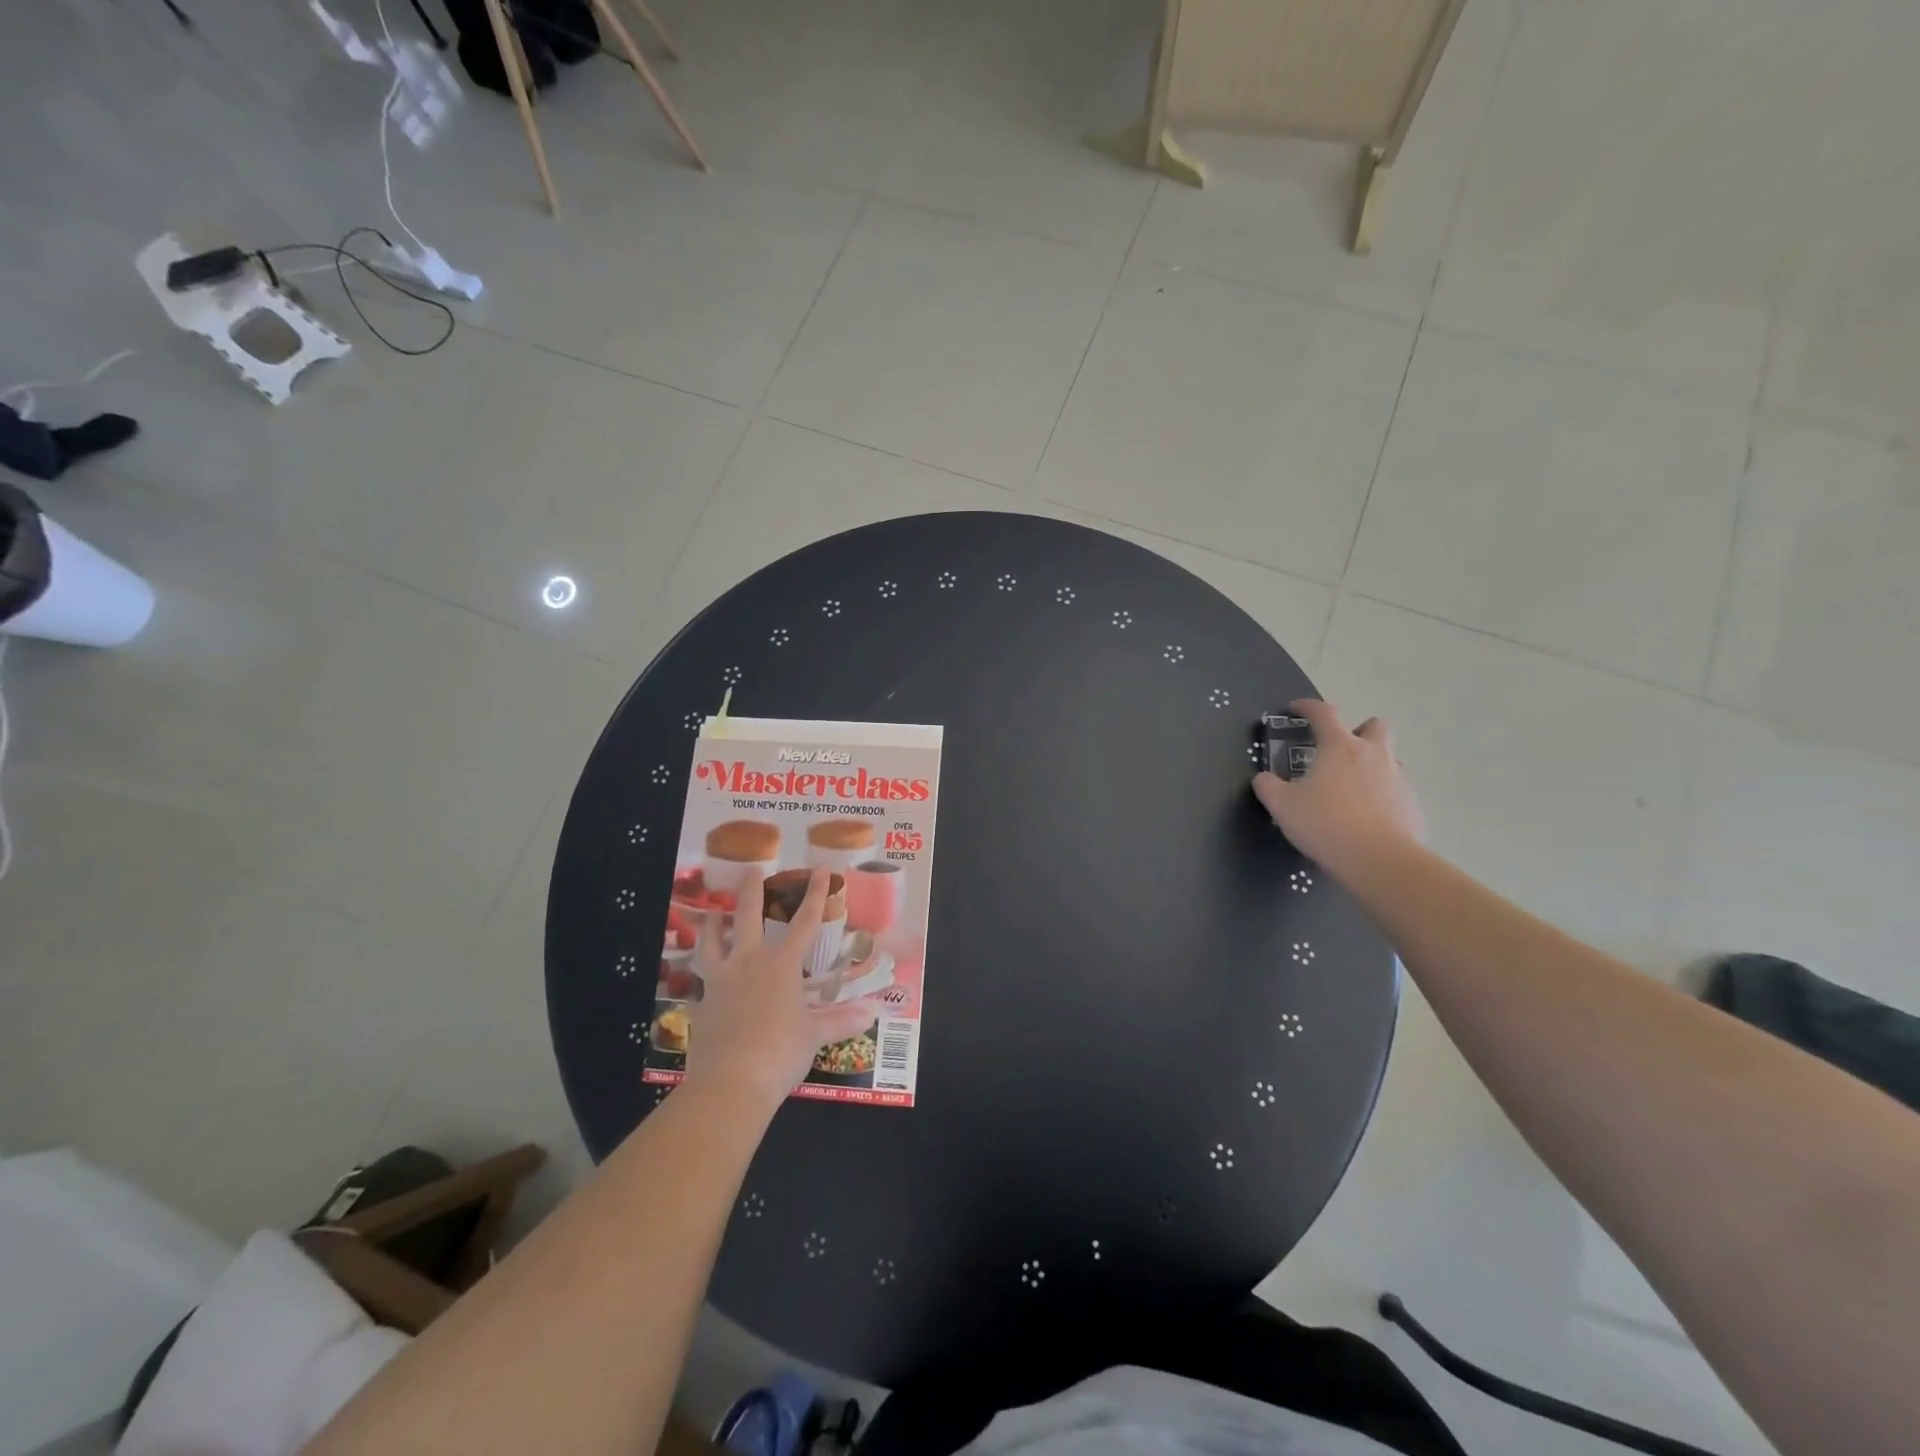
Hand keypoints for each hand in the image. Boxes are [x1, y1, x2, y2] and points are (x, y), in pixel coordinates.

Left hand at [684, 868, 879, 1110]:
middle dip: (752, 890)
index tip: (821, 870)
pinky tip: (706, 973)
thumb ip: (839, 1021)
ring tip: (713, 911)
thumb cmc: (780, 1052)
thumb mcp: (813, 1036)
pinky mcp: (701, 1002)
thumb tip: (870, 1014)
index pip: (805, 921)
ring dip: (715, 923)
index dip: (816, 895)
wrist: (730, 1081)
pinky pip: (702, 977)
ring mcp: (721, 980)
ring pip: (714, 941)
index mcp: (781, 964)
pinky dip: (705, 969)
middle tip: (751, 869)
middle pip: (748, 916)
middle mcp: (749, 962)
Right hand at [1253, 699, 1423, 876]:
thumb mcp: (1282, 806)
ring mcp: (1398, 779)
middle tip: (1340, 749)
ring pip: (1390, 758)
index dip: (1308, 707)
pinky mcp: (1412, 805)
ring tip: (1351, 789)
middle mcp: (1373, 755)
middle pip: (1375, 726)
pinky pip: (1396, 791)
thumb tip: (1263, 778)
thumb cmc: (1325, 823)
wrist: (1379, 860)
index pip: (1324, 713)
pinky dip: (1382, 796)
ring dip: (1372, 765)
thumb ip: (1268, 787)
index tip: (1295, 709)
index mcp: (1340, 747)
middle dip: (1359, 730)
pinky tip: (1366, 818)